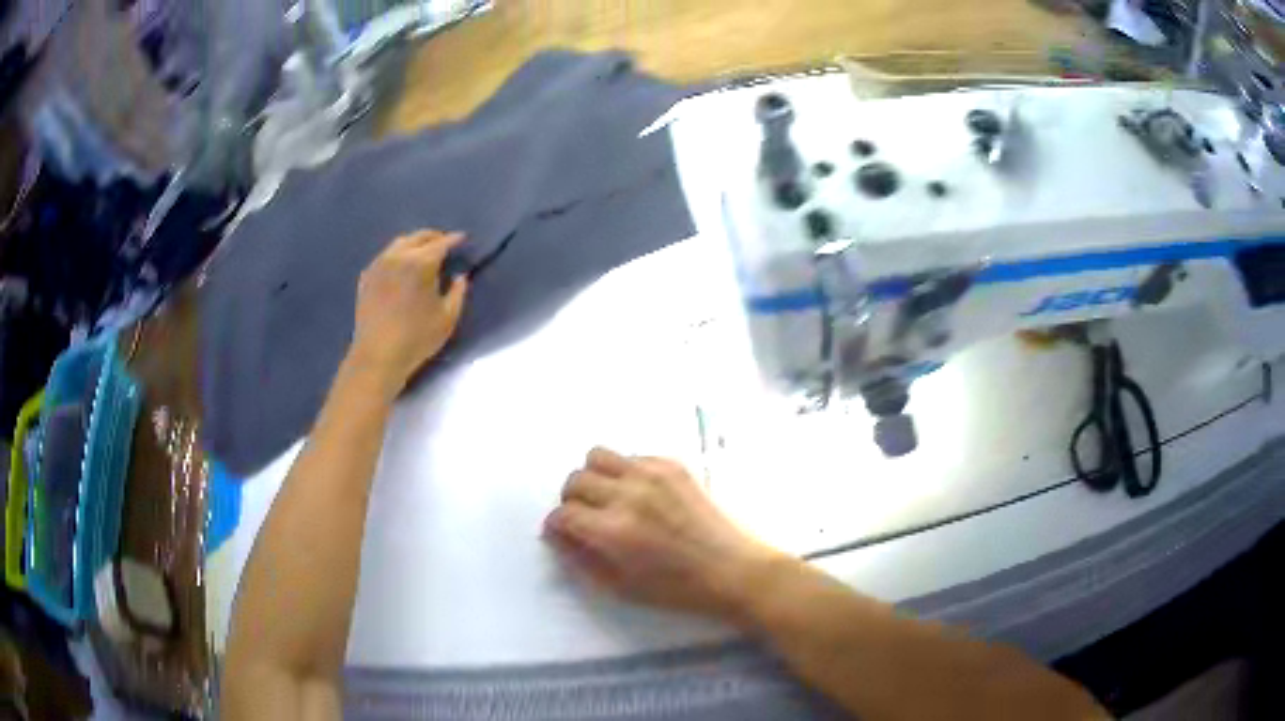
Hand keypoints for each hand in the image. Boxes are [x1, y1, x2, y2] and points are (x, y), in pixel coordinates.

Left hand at [348, 230, 467, 394]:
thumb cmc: (416, 338)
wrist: (377, 356)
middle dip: (434, 237)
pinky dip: (397, 255)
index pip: (441, 243)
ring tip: (423, 252)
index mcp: (420, 263)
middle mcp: (398, 256)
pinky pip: (384, 256)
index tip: (462, 238)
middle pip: (418, 237)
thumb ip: (457, 293)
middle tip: (444, 242)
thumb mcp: (447, 318)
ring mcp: (378, 265)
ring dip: (414, 243)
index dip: (453, 239)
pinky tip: (401, 266)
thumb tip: (460, 276)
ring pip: (399, 243)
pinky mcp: (366, 277)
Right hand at [545, 447, 782, 621]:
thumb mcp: (621, 587)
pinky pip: (632, 456)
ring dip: (594, 477)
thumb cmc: (677, 588)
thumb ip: (581, 560)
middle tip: (583, 517)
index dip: (555, 525)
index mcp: (613, 532)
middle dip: (571, 500)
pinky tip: (639, 493)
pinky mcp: (673, 466)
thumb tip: (556, 535)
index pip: (563, 514)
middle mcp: (628, 495)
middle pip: (575, 480)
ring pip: (598, 456)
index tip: (561, 532)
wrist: (733, 569)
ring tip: (607, 497)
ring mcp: (652, 475)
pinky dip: (625, 471)